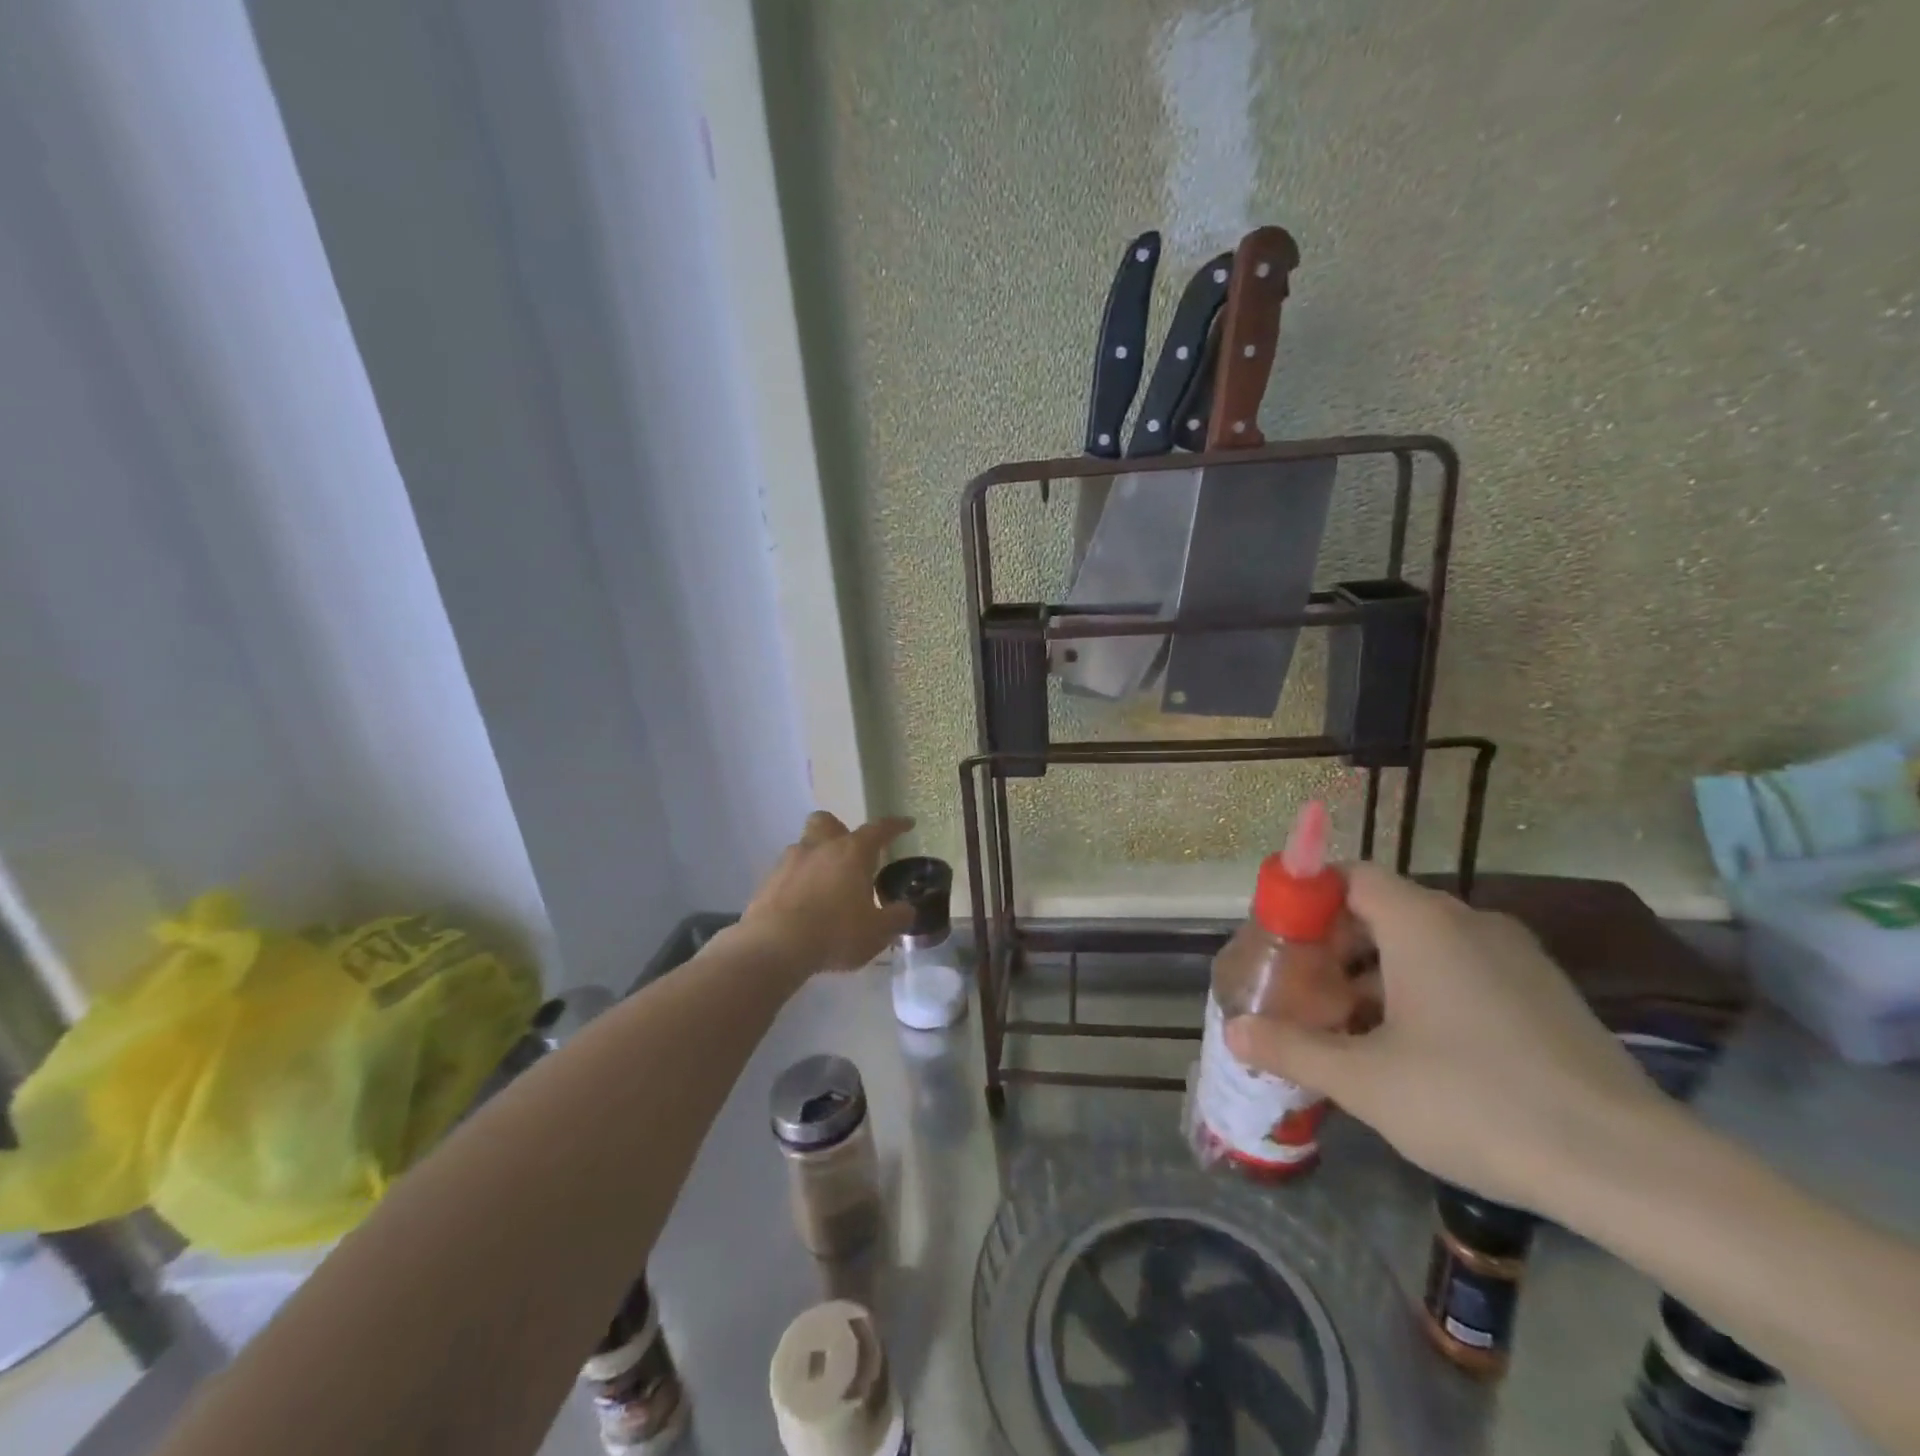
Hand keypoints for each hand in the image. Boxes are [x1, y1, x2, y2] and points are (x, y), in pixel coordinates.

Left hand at [738, 812, 915, 974]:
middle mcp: (820, 847)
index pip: (878, 829)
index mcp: (852, 852)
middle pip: (827, 822)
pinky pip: (787, 873)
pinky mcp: (767, 881)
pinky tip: (803, 906)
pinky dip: (797, 882)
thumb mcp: (877, 932)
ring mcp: (789, 862)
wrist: (774, 946)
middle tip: (850, 853)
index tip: (906, 824)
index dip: (895, 825)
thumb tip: (907, 909)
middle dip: (840, 830)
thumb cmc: (835, 933)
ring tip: (826, 887)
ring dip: (817, 859)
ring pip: (805, 847)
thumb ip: (896, 918)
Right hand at [1224, 864, 1668, 1211]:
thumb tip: (1233, 1033)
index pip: (1351, 875)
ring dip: (1380, 972)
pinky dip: (1427, 991)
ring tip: (1354, 1028)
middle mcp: (1470, 922)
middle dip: (1337, 946)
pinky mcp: (1546, 994)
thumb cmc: (1474, 1101)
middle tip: (1309, 993)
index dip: (1310, 900)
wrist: (1629, 1168)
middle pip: (1384, 909)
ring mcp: (1516, 957)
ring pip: (1426, 944)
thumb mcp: (1364, 1080)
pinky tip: (1418, 1051)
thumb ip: (1291, 1048)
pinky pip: (1466, 970)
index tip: (1283, 943)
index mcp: (1422, 922)